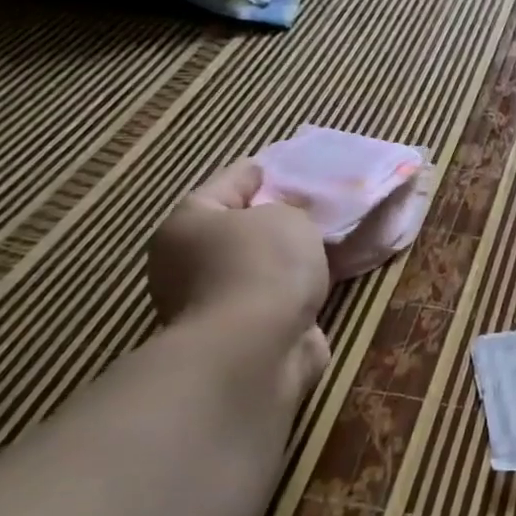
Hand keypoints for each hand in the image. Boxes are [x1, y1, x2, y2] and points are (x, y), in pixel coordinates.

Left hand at [148, 161, 330, 328]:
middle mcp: (188, 263)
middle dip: (273, 221)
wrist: (256, 349)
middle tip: (313, 208)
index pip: (227, 184)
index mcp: (188, 223)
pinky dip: (297, 293)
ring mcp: (212, 304)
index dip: (258, 173)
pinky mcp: (242, 336)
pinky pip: (276, 300)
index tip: (282, 166)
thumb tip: (285, 225)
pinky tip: (324, 282)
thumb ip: (289, 210)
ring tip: (327, 245)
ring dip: (287, 262)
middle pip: (239, 230)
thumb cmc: (263, 265)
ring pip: (258, 269)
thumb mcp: (285, 217)